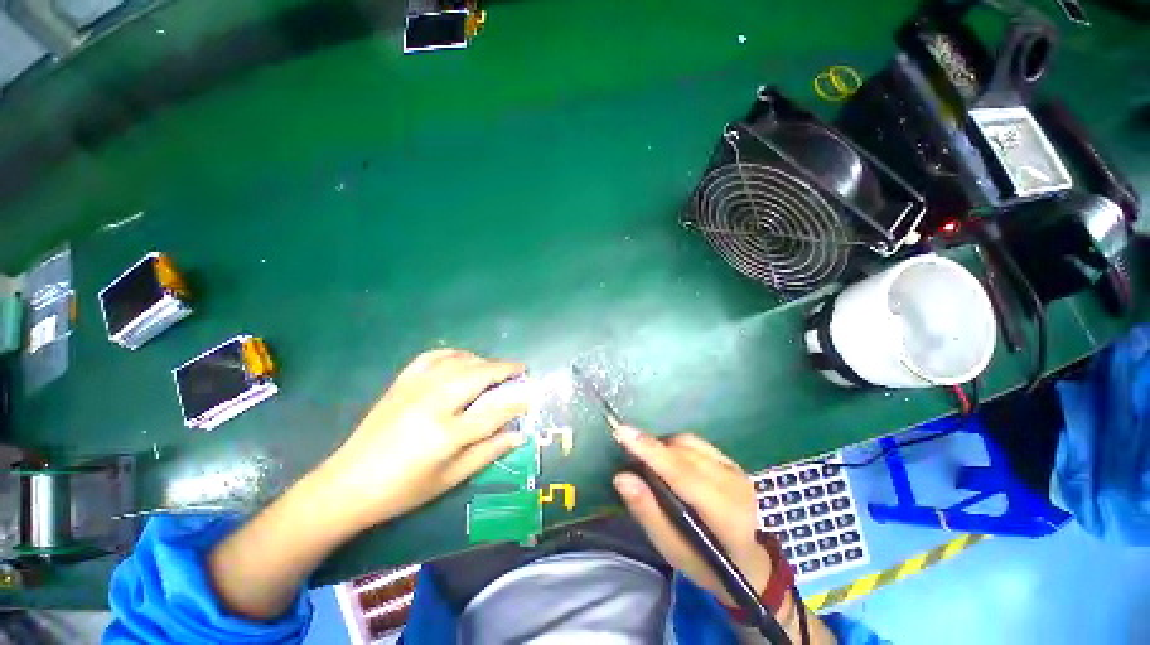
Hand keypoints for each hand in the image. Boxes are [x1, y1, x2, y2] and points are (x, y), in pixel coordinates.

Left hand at [314, 349, 528, 532]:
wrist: (347, 484)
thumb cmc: (403, 489)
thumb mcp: (450, 478)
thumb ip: (488, 452)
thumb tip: (519, 435)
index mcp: (446, 434)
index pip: (494, 411)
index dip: (517, 401)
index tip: (532, 394)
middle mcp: (433, 403)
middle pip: (479, 375)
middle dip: (504, 369)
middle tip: (519, 370)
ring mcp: (415, 388)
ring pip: (459, 361)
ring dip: (483, 360)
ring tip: (495, 368)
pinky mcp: (401, 382)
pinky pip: (433, 356)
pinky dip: (453, 353)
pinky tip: (463, 360)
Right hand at [612, 426, 770, 608]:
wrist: (750, 562)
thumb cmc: (706, 562)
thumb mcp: (673, 550)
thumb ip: (647, 512)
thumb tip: (621, 477)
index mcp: (725, 515)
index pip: (682, 474)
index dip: (651, 452)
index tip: (622, 432)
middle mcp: (734, 485)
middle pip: (683, 454)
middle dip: (651, 448)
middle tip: (627, 451)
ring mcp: (735, 469)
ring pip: (688, 443)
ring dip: (662, 447)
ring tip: (649, 461)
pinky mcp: (731, 460)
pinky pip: (695, 442)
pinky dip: (675, 446)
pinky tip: (668, 459)